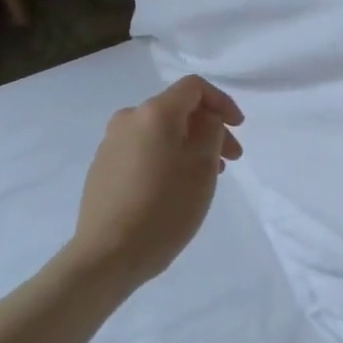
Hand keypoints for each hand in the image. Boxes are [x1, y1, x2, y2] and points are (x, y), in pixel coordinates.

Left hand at [67, 75, 244, 289]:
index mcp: (154, 113)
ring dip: (189, 145)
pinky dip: (166, 157)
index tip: (239, 127)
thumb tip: (206, 119)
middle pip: (177, 110)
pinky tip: (176, 186)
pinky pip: (143, 150)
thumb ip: (210, 132)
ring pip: (160, 132)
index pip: (194, 87)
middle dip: (208, 129)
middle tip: (232, 159)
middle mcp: (128, 119)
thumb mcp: (202, 168)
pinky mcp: (103, 167)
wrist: (108, 255)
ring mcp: (111, 143)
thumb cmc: (164, 208)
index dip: (222, 101)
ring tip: (207, 176)